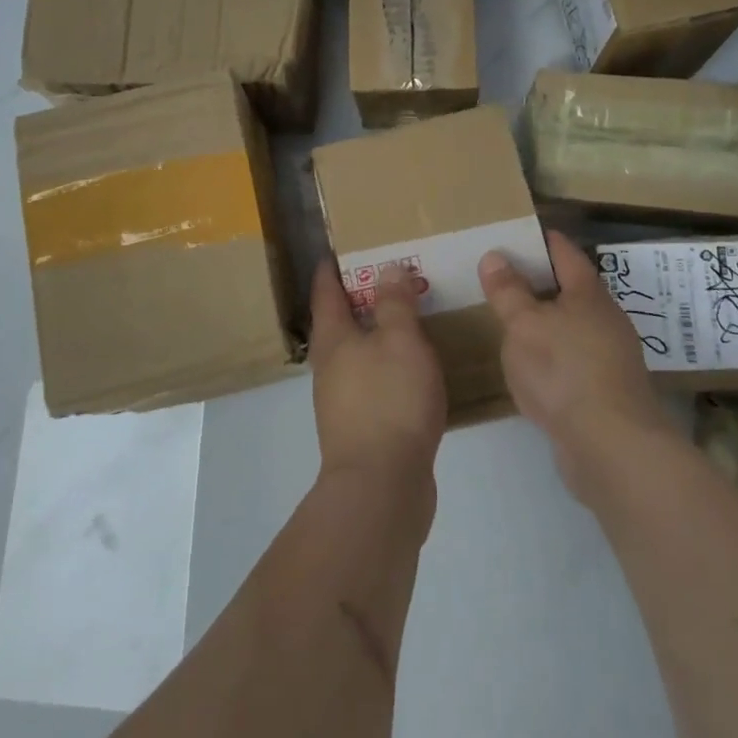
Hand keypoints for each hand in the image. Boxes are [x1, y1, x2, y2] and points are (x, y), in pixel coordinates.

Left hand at [308, 258, 447, 480]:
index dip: (331, 269)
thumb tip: (387, 268)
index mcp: (333, 339)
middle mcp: (330, 366)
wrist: (381, 486)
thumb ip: (395, 303)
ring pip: (356, 354)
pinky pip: (373, 381)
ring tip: (404, 320)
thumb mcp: (400, 340)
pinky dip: (387, 365)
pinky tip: (411, 370)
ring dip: (375, 334)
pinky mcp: (361, 427)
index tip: (338, 251)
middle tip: (386, 279)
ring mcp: (342, 400)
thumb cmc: (389, 400)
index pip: (326, 292)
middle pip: (338, 323)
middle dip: (358, 300)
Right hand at [479, 230, 671, 499]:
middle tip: (500, 277)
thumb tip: (495, 256)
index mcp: (588, 293)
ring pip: (572, 325)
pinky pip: (572, 358)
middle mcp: (605, 319)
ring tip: (509, 320)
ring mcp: (610, 356)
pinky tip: (530, 365)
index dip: (540, 239)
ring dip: (545, 320)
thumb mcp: (523, 325)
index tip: (514, 233)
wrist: (612, 446)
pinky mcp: (606, 390)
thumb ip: (508, 291)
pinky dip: (551, 353)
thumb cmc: (564, 371)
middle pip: (571, 288)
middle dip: (539, 281)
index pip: (564, 252)